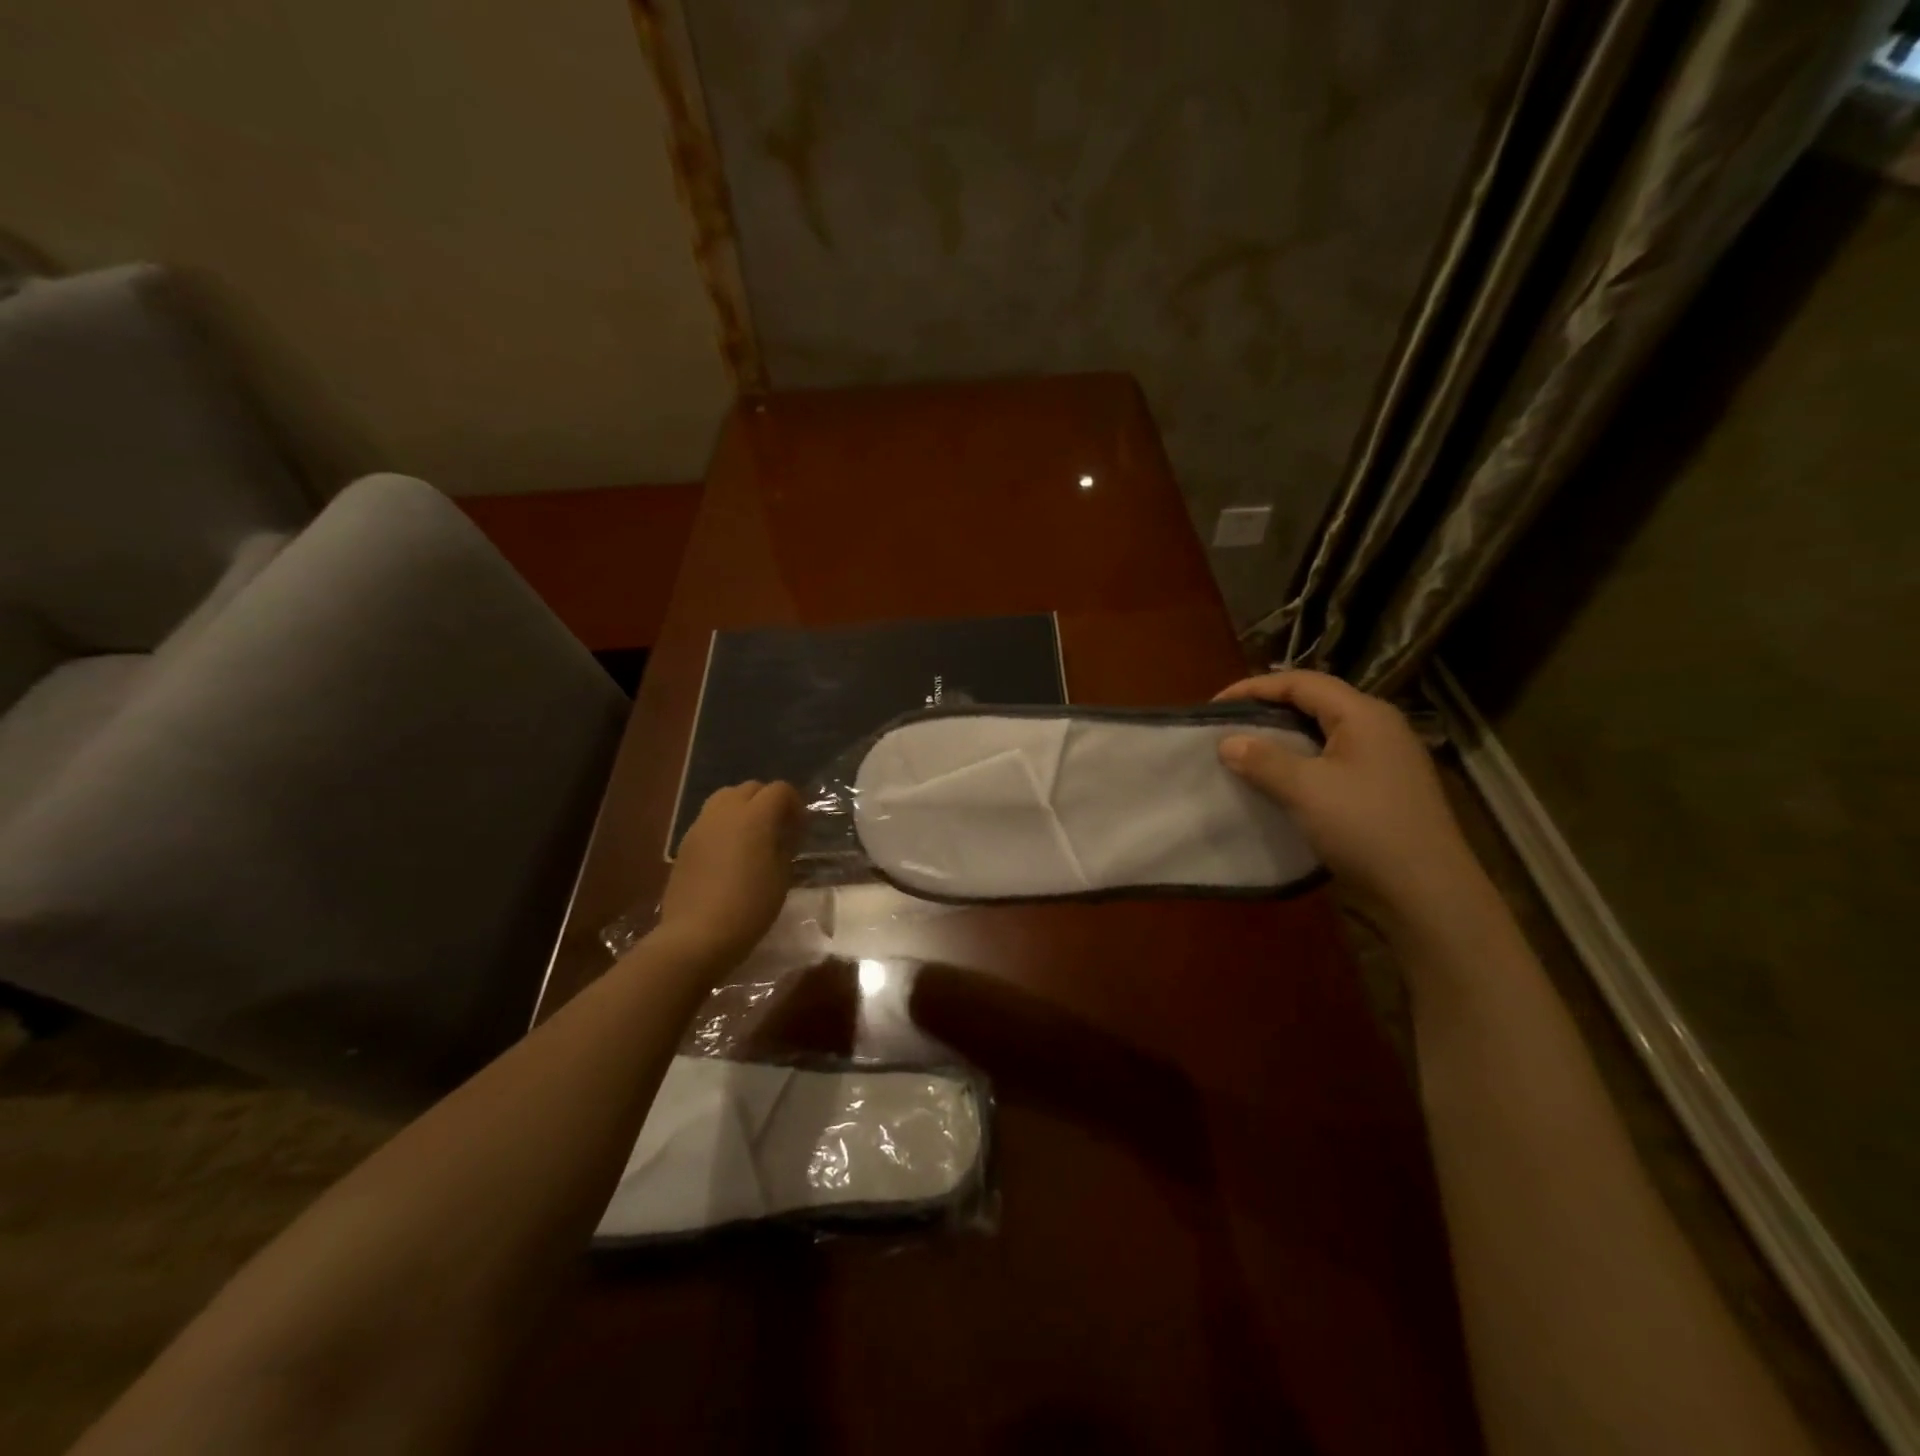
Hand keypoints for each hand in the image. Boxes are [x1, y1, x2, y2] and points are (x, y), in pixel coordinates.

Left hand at [655, 780, 801, 964]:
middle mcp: (725, 812)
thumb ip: (786, 845)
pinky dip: (724, 825)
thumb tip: (787, 831)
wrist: (696, 935)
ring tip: (751, 837)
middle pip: (750, 788)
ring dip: (742, 808)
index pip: (780, 789)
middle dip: (767, 801)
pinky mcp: (685, 843)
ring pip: (724, 799)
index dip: (794, 803)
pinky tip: (728, 854)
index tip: (800, 827)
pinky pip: (709, 820)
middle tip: (778, 829)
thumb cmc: (749, 907)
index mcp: (755, 816)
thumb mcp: (782, 877)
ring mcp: (700, 826)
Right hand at [1214, 671, 1482, 923]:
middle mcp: (1378, 727)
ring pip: (1322, 733)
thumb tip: (1227, 741)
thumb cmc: (1365, 827)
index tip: (1214, 708)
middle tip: (1228, 727)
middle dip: (1267, 710)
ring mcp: (1384, 759)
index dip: (1253, 688)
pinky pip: (1332, 760)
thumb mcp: (1305, 789)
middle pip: (1314, 702)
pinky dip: (1300, 762)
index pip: (1301, 682)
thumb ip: (1263, 759)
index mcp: (1364, 714)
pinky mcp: (1383, 788)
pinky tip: (1279, 781)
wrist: (1426, 891)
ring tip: (1246, 752)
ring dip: (1282, 738)